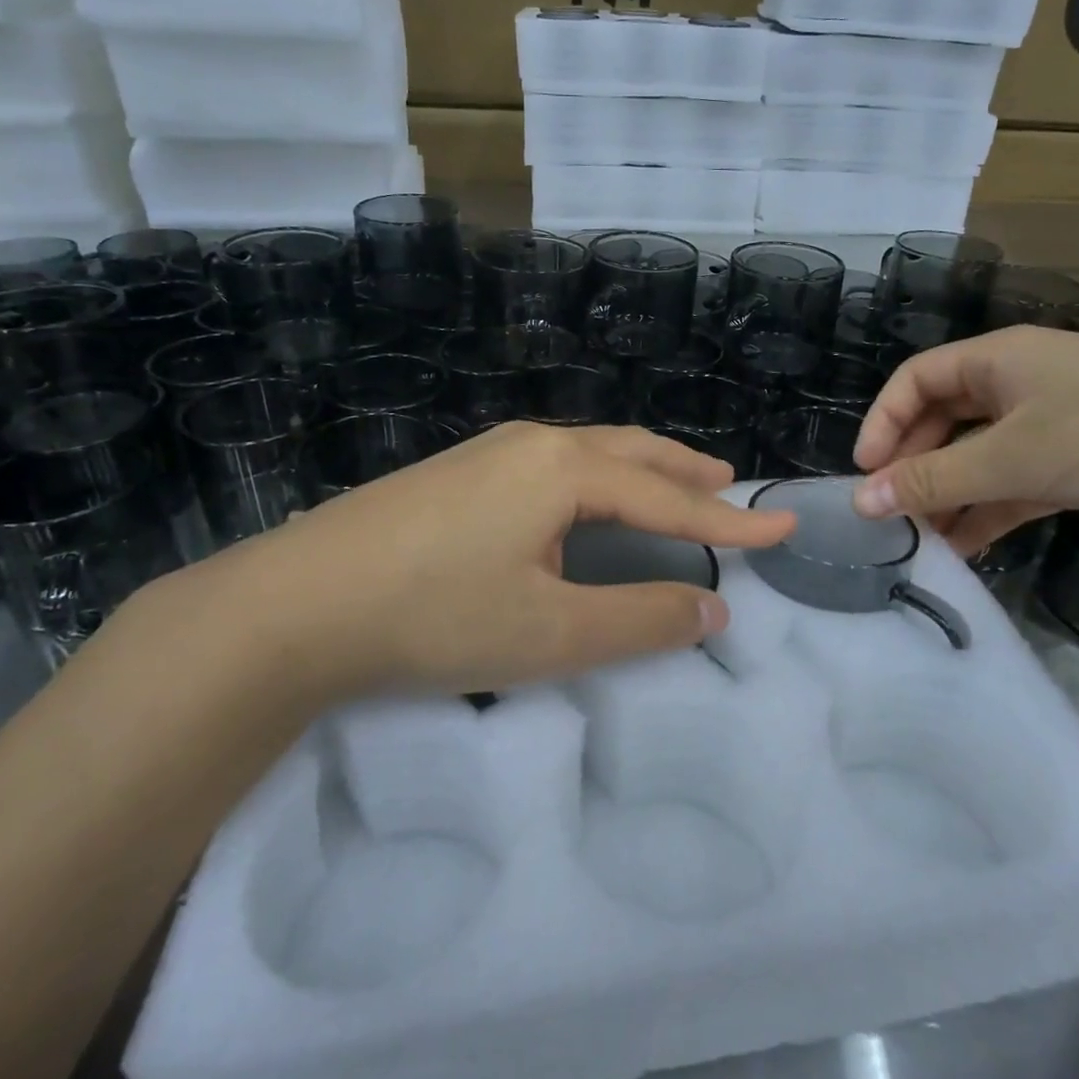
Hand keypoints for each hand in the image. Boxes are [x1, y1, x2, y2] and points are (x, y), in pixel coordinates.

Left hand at [162, 422, 794, 698]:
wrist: (296, 603)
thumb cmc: (435, 615)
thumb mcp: (550, 633)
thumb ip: (639, 620)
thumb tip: (713, 610)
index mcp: (565, 471)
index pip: (668, 500)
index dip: (728, 522)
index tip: (781, 526)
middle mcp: (534, 445)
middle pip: (631, 453)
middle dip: (685, 472)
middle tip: (728, 485)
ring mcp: (489, 452)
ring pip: (589, 452)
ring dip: (639, 468)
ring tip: (671, 483)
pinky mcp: (457, 472)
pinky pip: (553, 463)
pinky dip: (596, 476)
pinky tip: (584, 498)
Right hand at [850, 326, 1078, 552]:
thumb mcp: (1013, 455)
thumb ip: (933, 479)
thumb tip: (861, 501)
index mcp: (999, 358)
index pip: (916, 380)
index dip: (882, 422)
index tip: (864, 473)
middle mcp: (1021, 383)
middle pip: (944, 420)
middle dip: (914, 465)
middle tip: (891, 513)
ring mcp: (1055, 423)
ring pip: (980, 457)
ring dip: (950, 495)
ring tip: (921, 542)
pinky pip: (1016, 483)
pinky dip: (989, 510)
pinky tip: (966, 547)